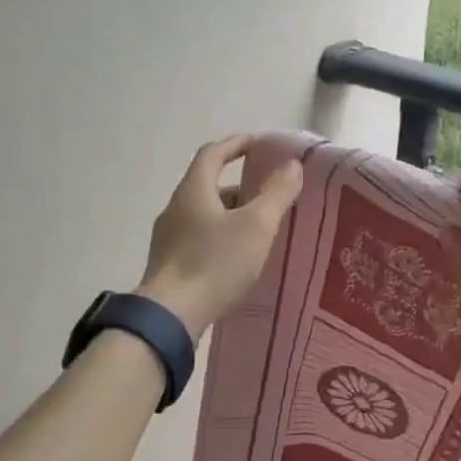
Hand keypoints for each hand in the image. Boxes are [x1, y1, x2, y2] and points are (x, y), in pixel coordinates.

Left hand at [137, 136, 302, 337]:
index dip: (236, 144)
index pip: (212, 154)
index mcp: (193, 191)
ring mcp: (168, 239)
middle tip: (268, 196)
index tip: (258, 144)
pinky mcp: (168, 266)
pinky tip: (237, 260)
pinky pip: (198, 240)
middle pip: (207, 186)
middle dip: (239, 187)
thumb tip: (292, 165)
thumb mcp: (256, 226)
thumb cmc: (215, 263)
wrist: (170, 316)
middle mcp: (175, 209)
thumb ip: (276, 193)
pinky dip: (220, 238)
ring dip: (230, 216)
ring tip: (258, 231)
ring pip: (203, 216)